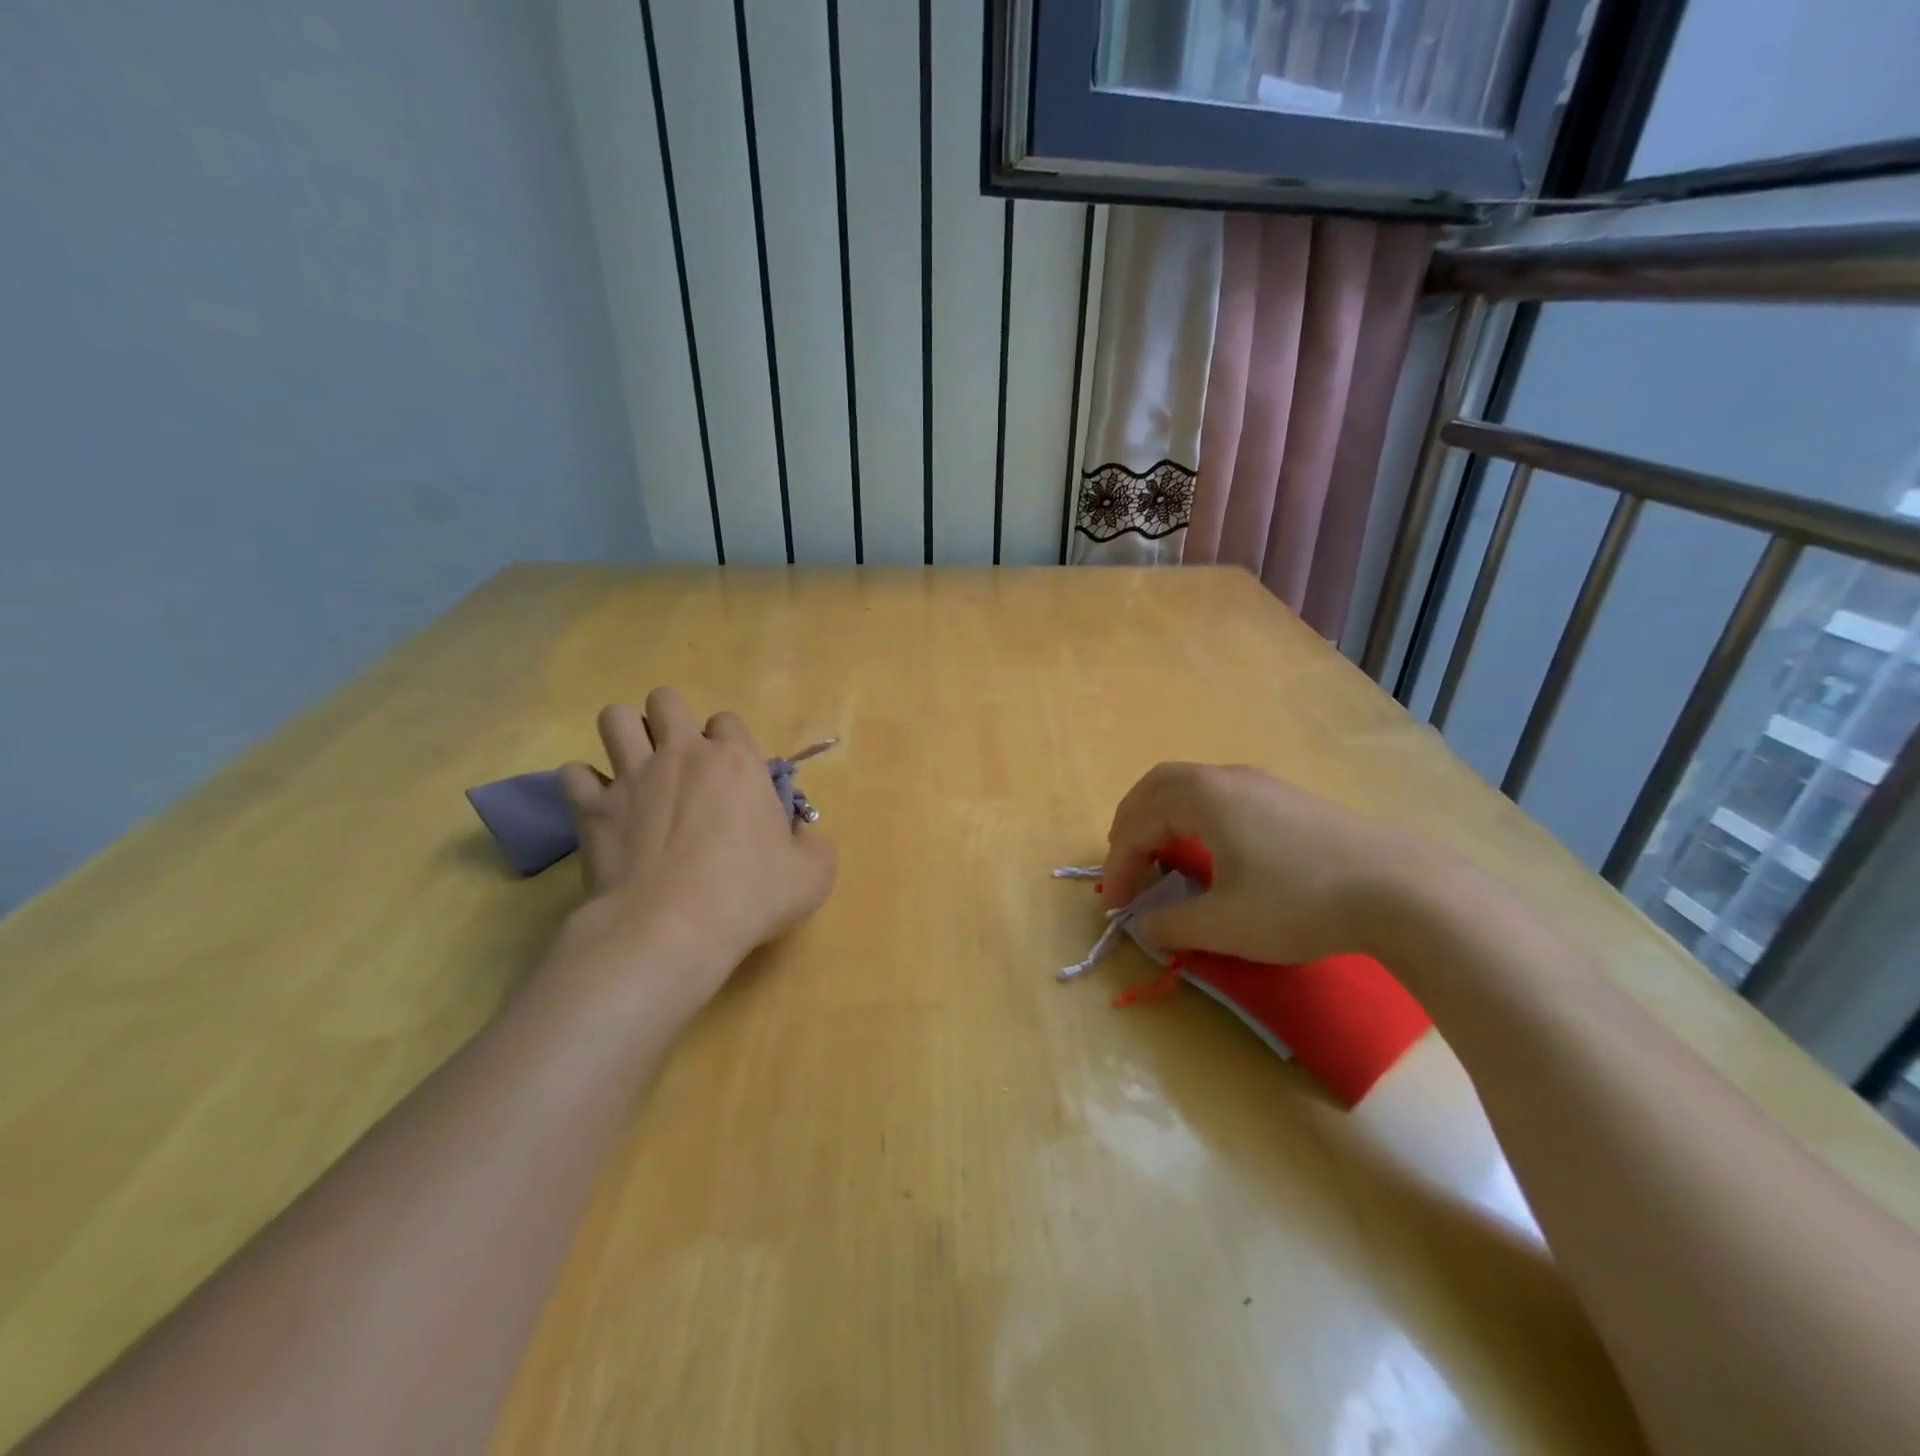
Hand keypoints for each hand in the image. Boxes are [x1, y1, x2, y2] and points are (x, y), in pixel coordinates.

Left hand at [555, 688, 835, 1002]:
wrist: (672, 928)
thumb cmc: (749, 896)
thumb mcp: (812, 874)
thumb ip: (813, 846)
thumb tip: (801, 837)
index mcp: (735, 762)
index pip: (728, 720)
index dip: (728, 742)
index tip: (730, 772)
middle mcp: (681, 755)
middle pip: (665, 700)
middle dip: (669, 719)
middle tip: (678, 758)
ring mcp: (631, 777)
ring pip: (613, 718)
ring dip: (624, 734)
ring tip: (634, 766)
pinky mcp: (592, 808)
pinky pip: (574, 773)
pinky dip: (584, 785)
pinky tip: (599, 805)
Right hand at [1100, 762, 1428, 964]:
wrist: (1401, 890)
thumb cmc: (1299, 902)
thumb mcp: (1225, 925)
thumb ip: (1172, 924)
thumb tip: (1144, 924)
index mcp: (1202, 797)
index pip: (1139, 825)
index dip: (1119, 867)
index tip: (1116, 907)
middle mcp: (1226, 778)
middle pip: (1157, 787)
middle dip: (1131, 824)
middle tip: (1124, 863)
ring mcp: (1261, 784)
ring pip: (1191, 786)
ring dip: (1163, 817)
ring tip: (1159, 854)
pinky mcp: (1288, 799)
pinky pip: (1220, 796)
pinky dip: (1194, 817)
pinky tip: (1210, 850)